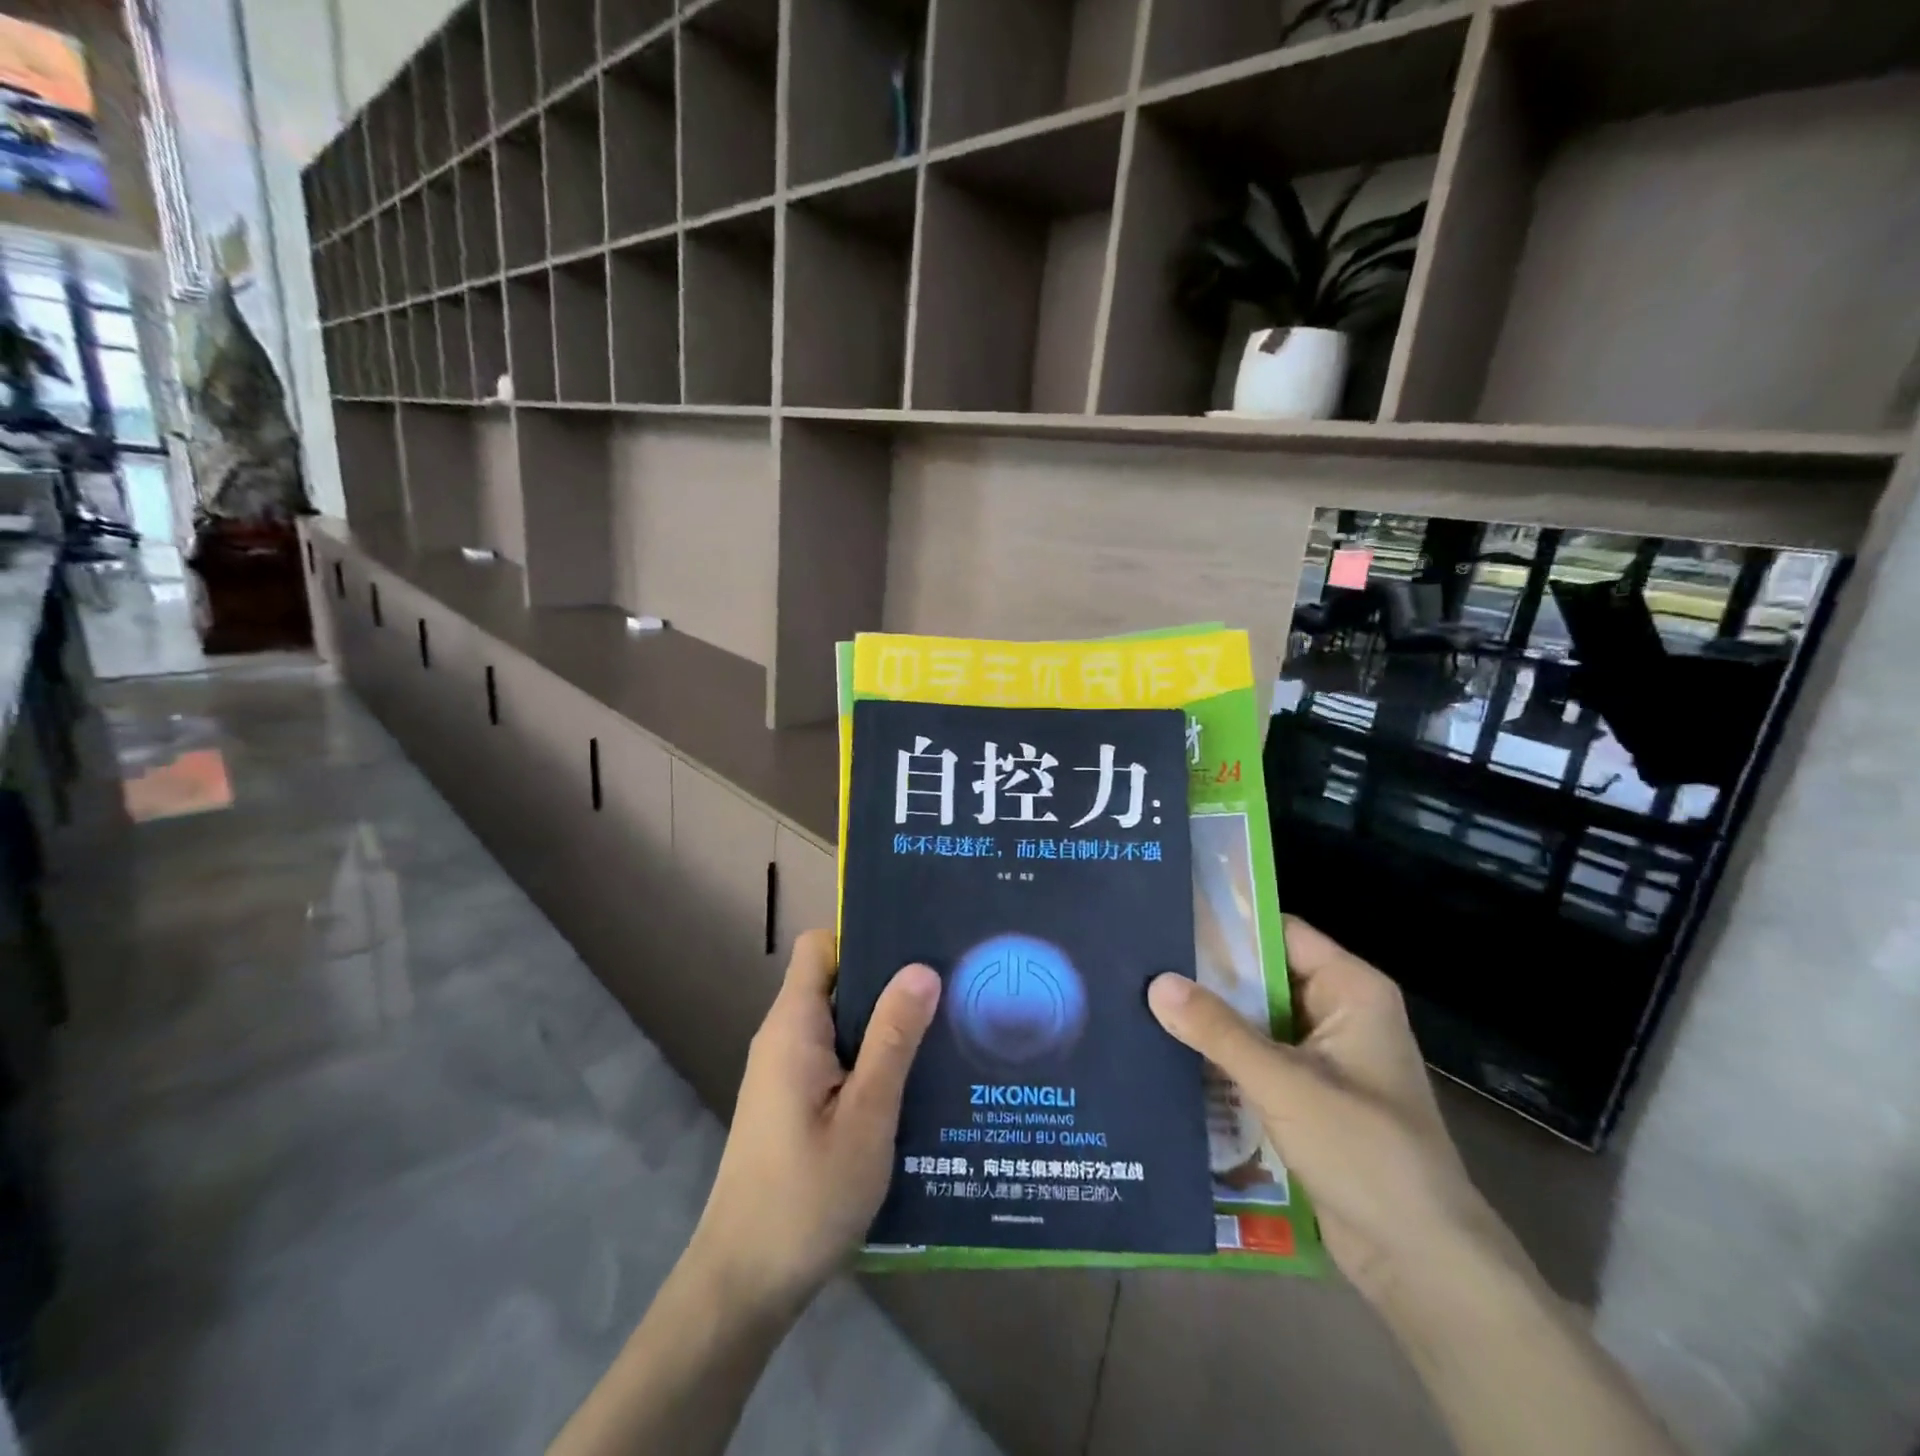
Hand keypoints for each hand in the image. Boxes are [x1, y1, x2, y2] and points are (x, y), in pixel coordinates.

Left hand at [687, 930, 940, 1317]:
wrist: (744, 1285)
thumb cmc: (806, 1196)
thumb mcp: (866, 1116)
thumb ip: (892, 1039)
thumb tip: (921, 968)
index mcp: (793, 1026)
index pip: (821, 946)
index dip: (864, 937)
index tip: (916, 944)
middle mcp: (783, 1037)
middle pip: (834, 979)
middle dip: (887, 979)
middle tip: (948, 985)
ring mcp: (785, 1071)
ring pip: (839, 1021)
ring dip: (884, 1022)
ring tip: (943, 1026)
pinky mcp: (792, 1102)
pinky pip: (836, 1056)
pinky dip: (871, 1056)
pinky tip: (914, 1078)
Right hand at [1149, 918, 1508, 1302]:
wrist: (1420, 1261)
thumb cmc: (1364, 1151)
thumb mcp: (1284, 1083)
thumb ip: (1218, 1031)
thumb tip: (1156, 983)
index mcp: (1351, 990)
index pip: (1281, 933)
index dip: (1228, 925)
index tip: (1170, 918)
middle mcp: (1339, 1012)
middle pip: (1264, 976)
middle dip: (1208, 975)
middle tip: (1142, 962)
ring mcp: (1325, 1057)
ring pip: (1256, 1020)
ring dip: (1211, 1019)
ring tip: (1142, 1000)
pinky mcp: (1310, 1096)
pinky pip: (1258, 1058)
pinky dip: (1223, 1055)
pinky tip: (1171, 1050)